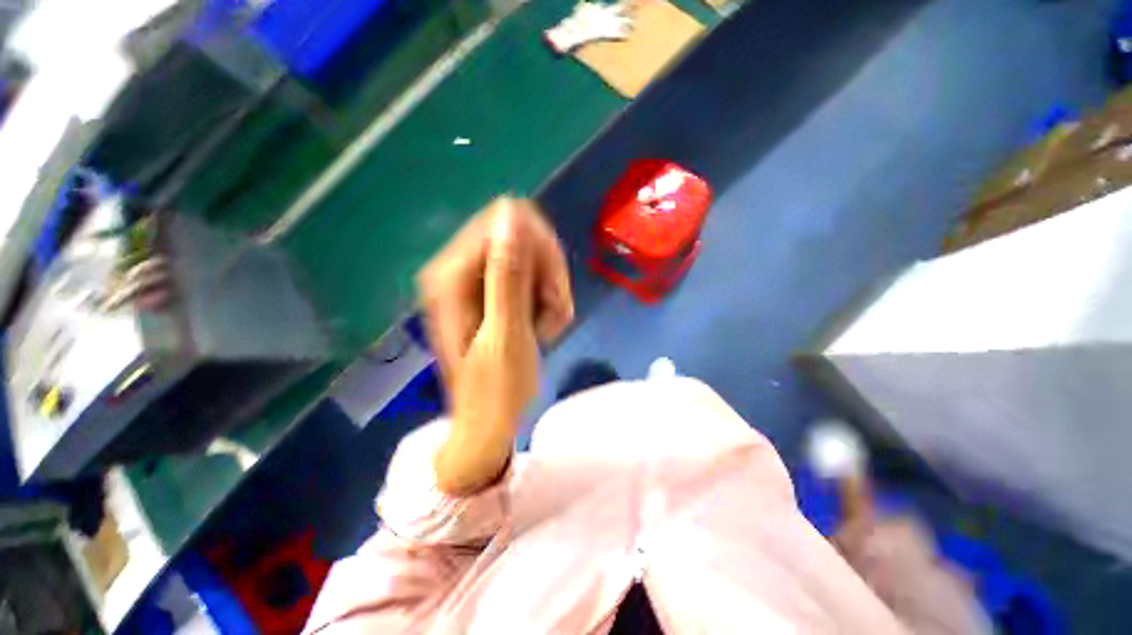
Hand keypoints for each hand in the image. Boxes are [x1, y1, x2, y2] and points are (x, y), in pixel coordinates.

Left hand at [419, 198, 573, 493]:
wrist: (488, 421)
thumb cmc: (496, 389)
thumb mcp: (506, 335)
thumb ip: (508, 276)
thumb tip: (512, 214)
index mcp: (451, 275)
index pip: (505, 221)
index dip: (540, 250)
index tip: (552, 292)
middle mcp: (457, 267)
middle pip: (520, 235)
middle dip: (547, 272)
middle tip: (553, 312)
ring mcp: (474, 278)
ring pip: (530, 256)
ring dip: (549, 288)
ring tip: (547, 325)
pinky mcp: (490, 290)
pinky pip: (529, 274)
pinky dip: (545, 297)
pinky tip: (541, 324)